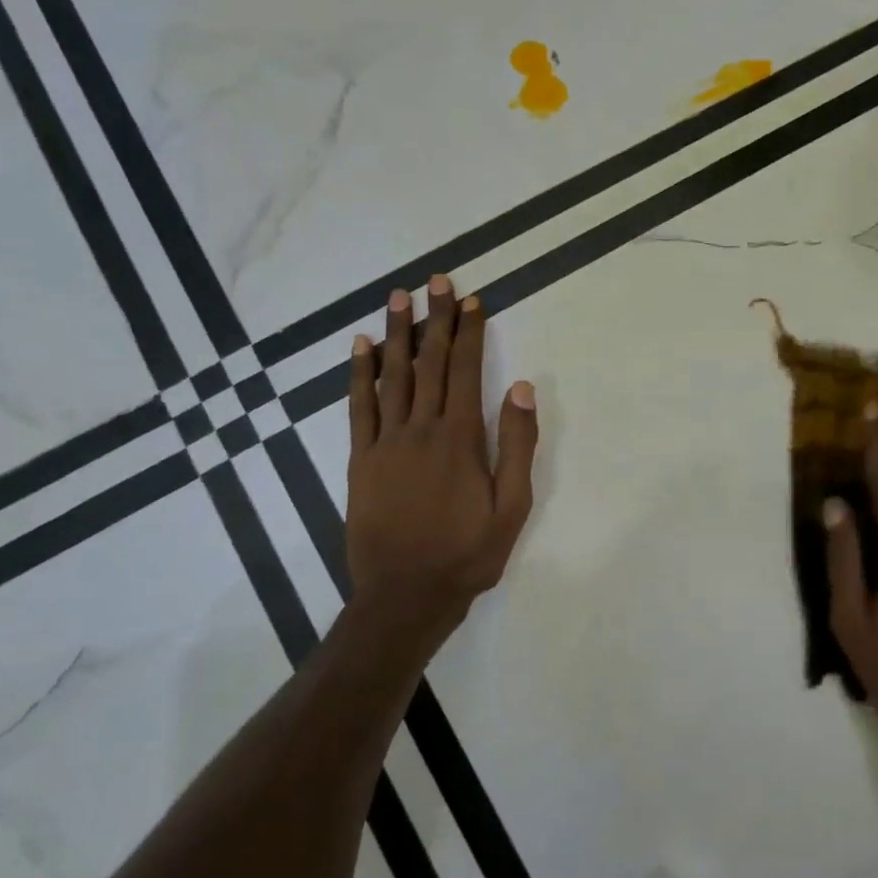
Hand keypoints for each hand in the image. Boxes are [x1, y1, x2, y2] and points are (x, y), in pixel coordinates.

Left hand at [346, 276, 538, 646]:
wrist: (405, 596)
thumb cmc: (466, 554)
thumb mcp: (512, 507)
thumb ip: (517, 445)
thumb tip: (520, 387)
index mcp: (459, 438)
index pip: (464, 371)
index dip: (469, 333)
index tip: (471, 300)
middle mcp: (420, 429)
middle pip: (429, 363)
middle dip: (435, 320)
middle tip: (436, 281)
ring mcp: (385, 443)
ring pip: (392, 376)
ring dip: (397, 334)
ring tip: (399, 298)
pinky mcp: (360, 460)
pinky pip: (358, 408)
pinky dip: (358, 375)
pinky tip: (360, 347)